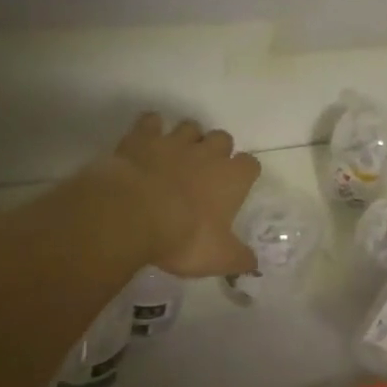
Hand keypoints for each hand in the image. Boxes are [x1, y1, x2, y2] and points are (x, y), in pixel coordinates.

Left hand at [103, 114, 261, 277]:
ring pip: (189, 126)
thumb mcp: (218, 258)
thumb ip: (239, 258)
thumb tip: (253, 264)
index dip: (245, 173)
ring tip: (176, 156)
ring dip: (186, 138)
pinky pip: (151, 121)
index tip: (236, 186)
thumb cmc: (184, 237)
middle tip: (204, 172)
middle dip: (216, 150)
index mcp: (231, 178)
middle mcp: (207, 153)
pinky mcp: (142, 139)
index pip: (251, 164)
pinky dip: (150, 128)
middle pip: (223, 138)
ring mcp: (174, 142)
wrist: (132, 215)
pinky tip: (146, 142)